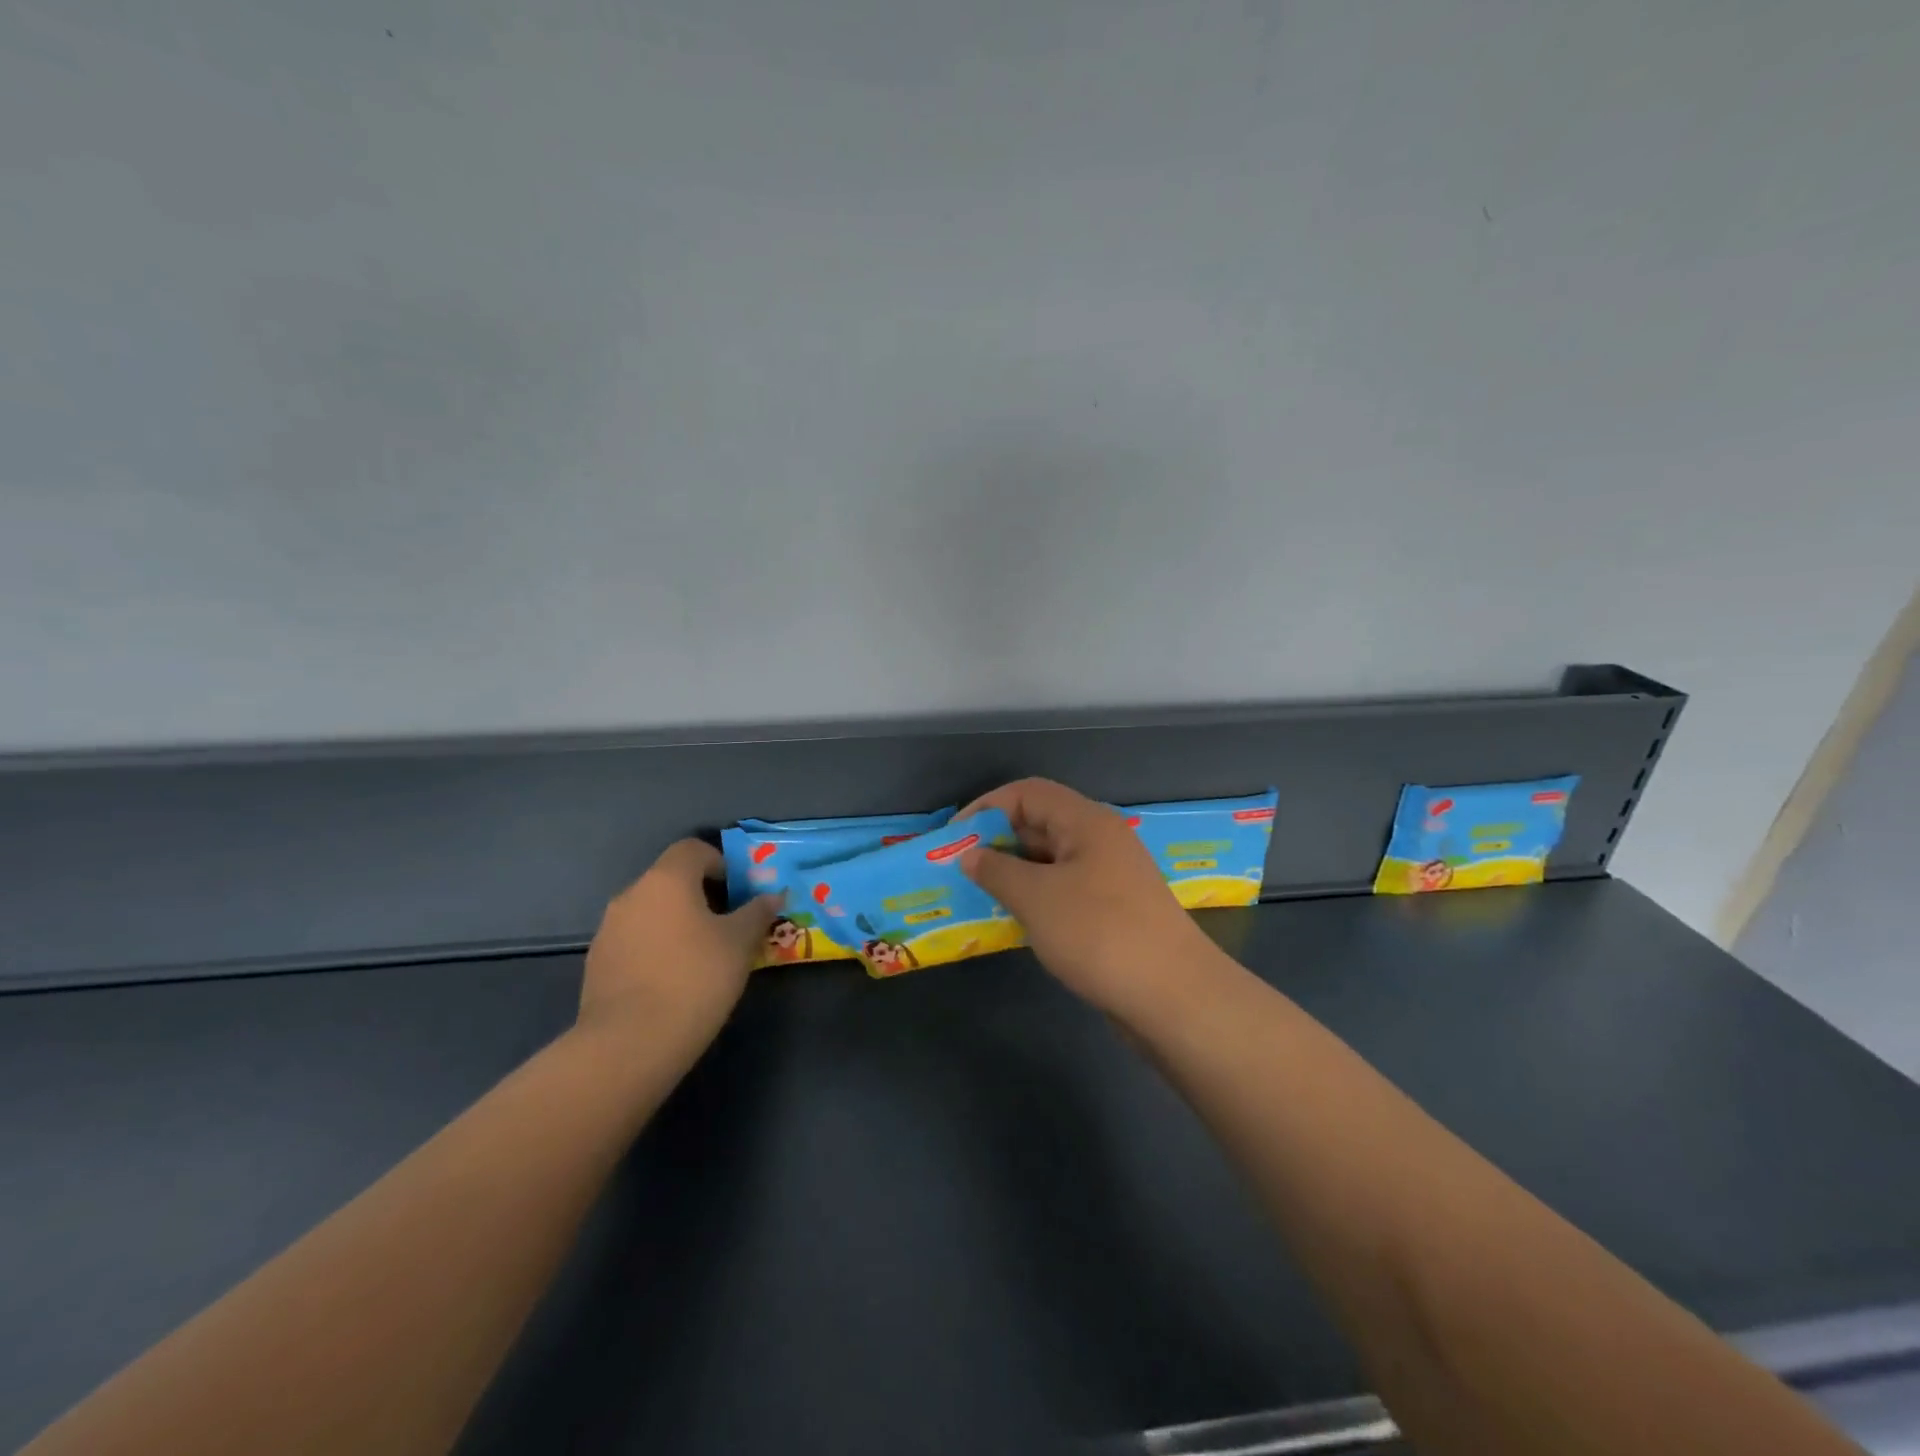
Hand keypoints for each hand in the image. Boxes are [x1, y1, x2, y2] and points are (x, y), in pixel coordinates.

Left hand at [582, 840, 777, 1039]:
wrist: (629, 1044)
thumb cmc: (695, 978)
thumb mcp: (740, 943)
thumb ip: (757, 913)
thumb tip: (772, 896)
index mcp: (666, 880)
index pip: (692, 848)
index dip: (720, 862)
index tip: (739, 892)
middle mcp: (632, 895)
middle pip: (671, 880)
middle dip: (701, 896)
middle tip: (728, 926)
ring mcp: (609, 930)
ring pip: (651, 912)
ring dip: (676, 923)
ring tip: (702, 957)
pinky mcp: (598, 964)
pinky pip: (635, 941)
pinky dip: (656, 949)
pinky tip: (672, 981)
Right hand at [958, 778, 1223, 1024]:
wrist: (1173, 996)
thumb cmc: (1099, 934)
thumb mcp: (1036, 898)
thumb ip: (997, 871)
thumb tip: (971, 856)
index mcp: (1086, 822)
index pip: (1027, 793)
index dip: (986, 808)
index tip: (953, 839)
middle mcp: (1100, 840)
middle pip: (1040, 823)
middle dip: (997, 842)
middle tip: (960, 870)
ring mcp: (1110, 876)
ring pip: (1051, 860)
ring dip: (1014, 872)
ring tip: (978, 895)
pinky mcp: (1114, 910)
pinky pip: (1065, 889)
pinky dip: (1036, 897)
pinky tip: (1014, 919)